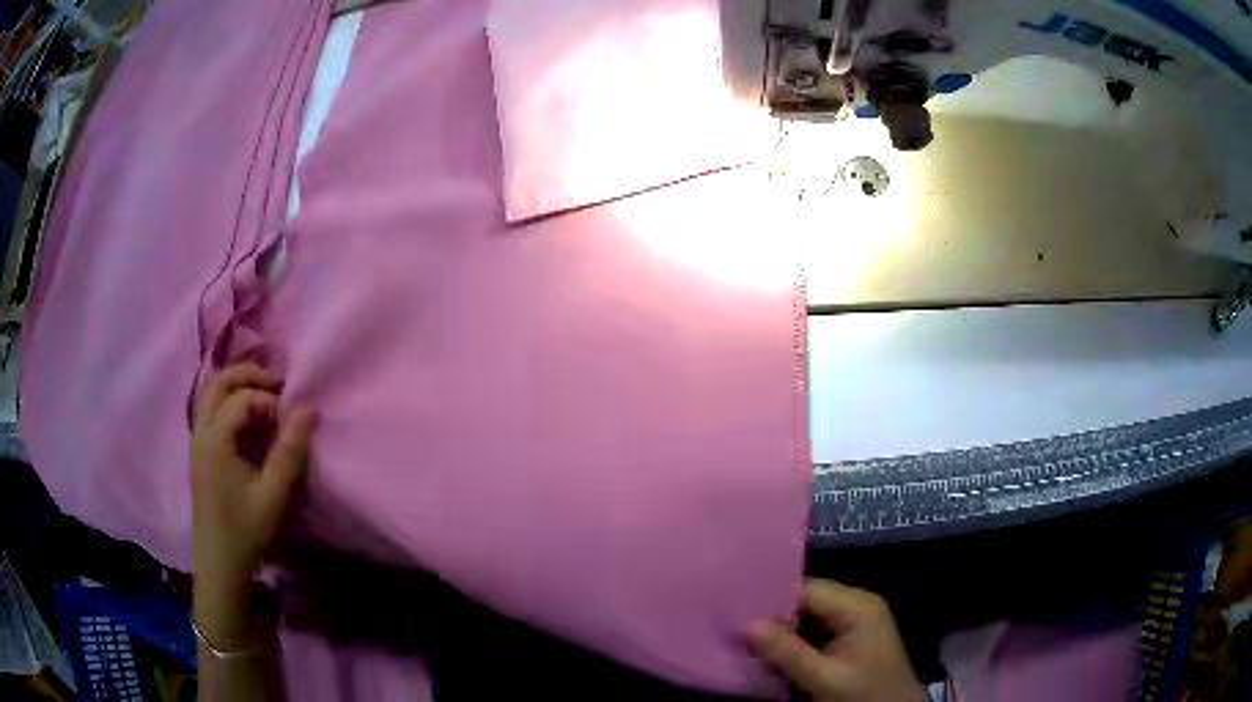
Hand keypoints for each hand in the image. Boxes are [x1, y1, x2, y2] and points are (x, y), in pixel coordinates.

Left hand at [191, 363, 315, 646]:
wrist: (219, 564)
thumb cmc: (245, 531)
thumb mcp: (272, 495)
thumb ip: (289, 451)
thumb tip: (309, 409)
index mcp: (215, 439)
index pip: (242, 398)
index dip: (270, 402)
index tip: (292, 422)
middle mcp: (201, 431)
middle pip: (220, 382)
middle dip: (251, 376)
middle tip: (280, 386)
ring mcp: (197, 440)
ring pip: (213, 393)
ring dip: (240, 387)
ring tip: (269, 400)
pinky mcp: (200, 451)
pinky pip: (212, 410)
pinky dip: (232, 404)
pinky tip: (251, 423)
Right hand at [749, 580, 925, 701]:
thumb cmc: (865, 694)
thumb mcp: (825, 678)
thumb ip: (788, 652)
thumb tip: (747, 624)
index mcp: (857, 606)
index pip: (805, 589)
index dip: (770, 599)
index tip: (734, 610)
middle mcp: (856, 605)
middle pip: (805, 601)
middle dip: (773, 616)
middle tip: (735, 627)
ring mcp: (854, 621)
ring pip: (806, 617)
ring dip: (781, 630)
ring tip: (745, 638)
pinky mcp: (849, 638)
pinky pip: (813, 631)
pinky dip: (792, 642)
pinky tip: (770, 652)